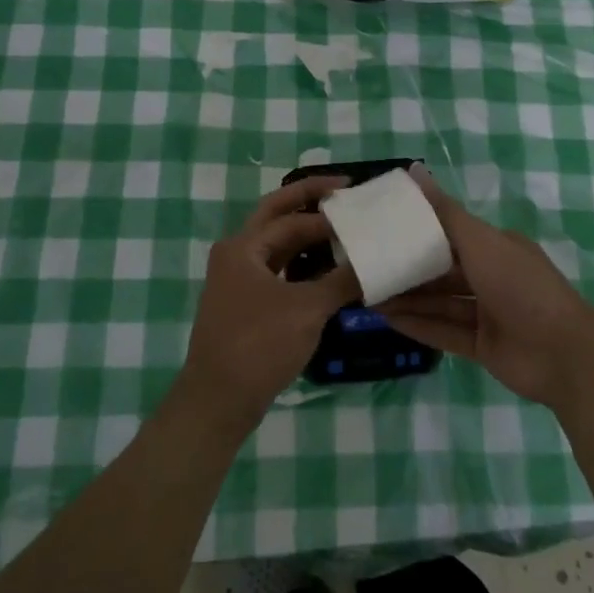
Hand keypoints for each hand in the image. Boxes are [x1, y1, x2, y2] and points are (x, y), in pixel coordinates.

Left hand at [178, 177, 360, 433]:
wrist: (218, 401)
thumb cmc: (259, 345)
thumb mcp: (307, 310)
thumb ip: (341, 281)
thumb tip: (375, 262)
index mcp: (243, 247)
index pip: (292, 218)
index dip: (326, 213)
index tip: (359, 208)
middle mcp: (236, 254)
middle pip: (277, 217)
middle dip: (309, 202)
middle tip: (344, 191)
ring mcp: (237, 280)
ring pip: (277, 245)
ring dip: (306, 235)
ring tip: (341, 229)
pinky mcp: (245, 304)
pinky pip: (277, 270)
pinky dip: (301, 264)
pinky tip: (326, 270)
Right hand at [378, 166, 593, 408]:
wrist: (564, 355)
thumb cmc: (520, 286)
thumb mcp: (480, 242)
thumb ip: (444, 211)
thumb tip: (413, 169)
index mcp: (497, 247)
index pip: (451, 233)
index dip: (419, 230)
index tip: (384, 228)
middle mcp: (492, 277)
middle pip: (442, 270)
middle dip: (408, 269)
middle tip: (368, 265)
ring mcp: (488, 314)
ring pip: (440, 302)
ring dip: (408, 299)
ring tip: (369, 295)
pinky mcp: (483, 347)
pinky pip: (445, 332)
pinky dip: (419, 326)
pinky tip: (387, 321)